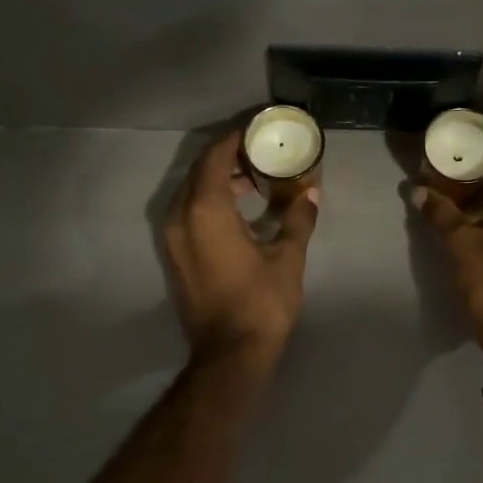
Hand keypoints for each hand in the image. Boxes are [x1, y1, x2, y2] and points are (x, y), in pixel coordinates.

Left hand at [164, 129, 318, 370]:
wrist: (230, 354)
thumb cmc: (261, 302)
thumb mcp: (287, 257)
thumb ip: (298, 218)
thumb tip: (311, 192)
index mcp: (206, 209)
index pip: (215, 156)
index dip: (235, 137)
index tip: (258, 129)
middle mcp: (180, 216)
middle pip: (199, 171)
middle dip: (227, 156)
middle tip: (260, 152)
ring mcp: (172, 238)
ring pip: (191, 192)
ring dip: (218, 180)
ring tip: (254, 180)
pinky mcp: (174, 256)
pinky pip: (188, 213)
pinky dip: (209, 202)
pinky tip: (239, 210)